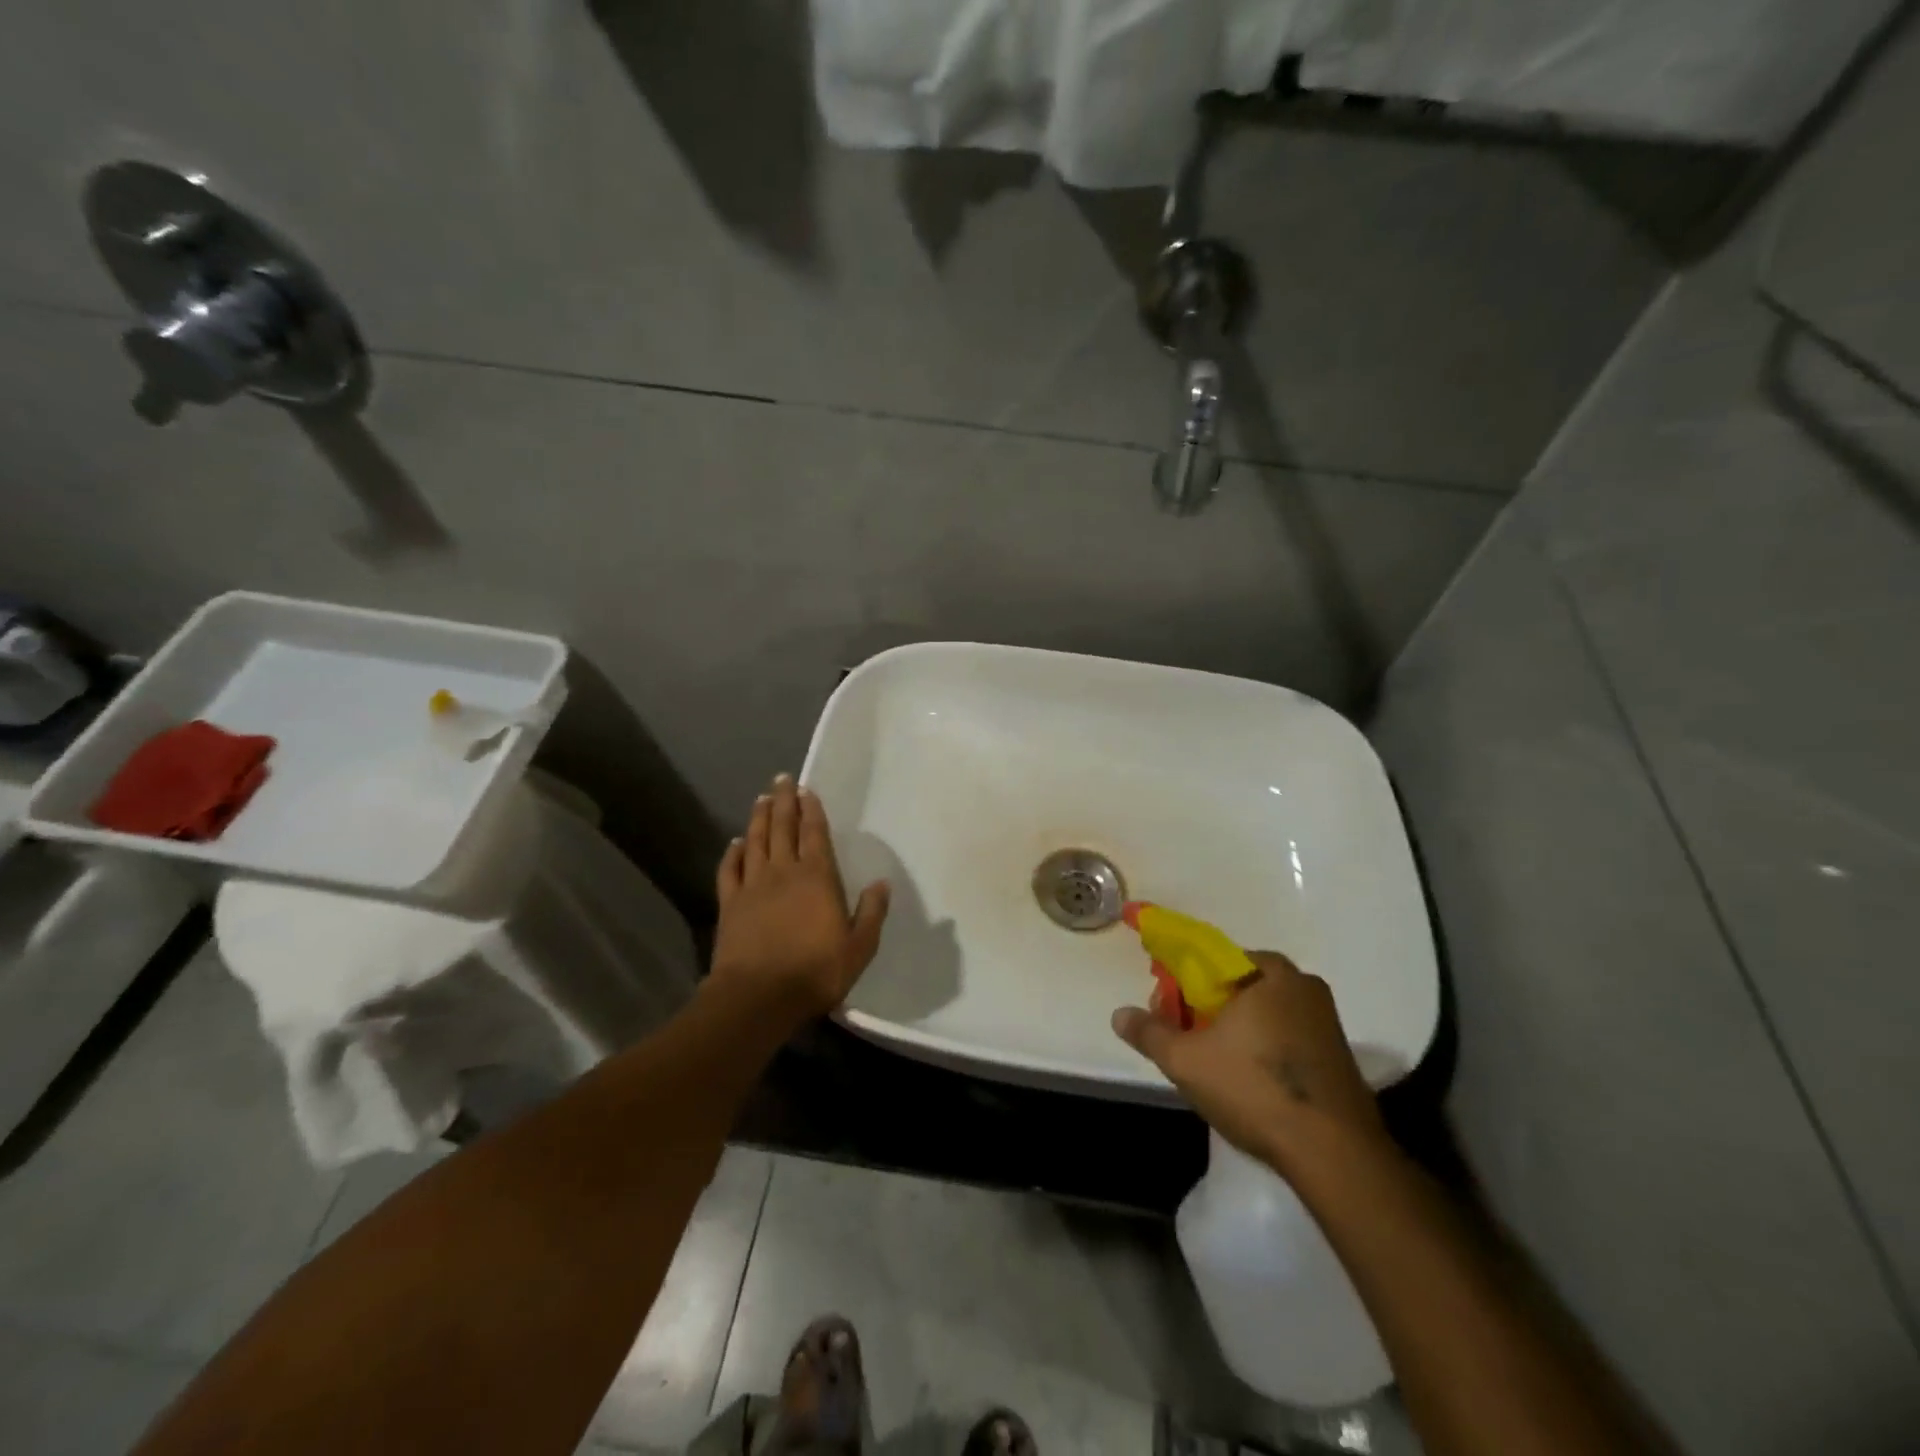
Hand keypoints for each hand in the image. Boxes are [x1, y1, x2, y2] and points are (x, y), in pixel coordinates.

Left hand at [710, 773, 890, 1023]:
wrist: (758, 997)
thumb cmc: (816, 971)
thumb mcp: (859, 947)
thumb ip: (872, 913)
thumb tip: (881, 883)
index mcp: (817, 877)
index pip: (815, 834)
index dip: (811, 810)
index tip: (806, 789)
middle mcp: (784, 872)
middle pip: (782, 827)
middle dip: (783, 801)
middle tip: (781, 779)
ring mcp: (753, 886)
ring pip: (756, 842)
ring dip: (759, 818)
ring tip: (761, 798)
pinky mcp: (730, 904)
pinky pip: (730, 870)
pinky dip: (733, 853)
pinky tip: (735, 843)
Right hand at [1112, 952, 1390, 1176]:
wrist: (1335, 1154)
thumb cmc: (1255, 1088)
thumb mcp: (1186, 1060)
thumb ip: (1150, 1032)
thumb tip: (1119, 1014)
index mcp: (1269, 972)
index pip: (1212, 958)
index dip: (1182, 980)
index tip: (1167, 1009)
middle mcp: (1302, 985)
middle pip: (1238, 985)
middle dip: (1206, 1006)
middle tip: (1185, 1037)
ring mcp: (1326, 1021)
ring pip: (1263, 1012)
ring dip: (1234, 1029)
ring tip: (1211, 1064)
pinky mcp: (1338, 1056)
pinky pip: (1286, 1036)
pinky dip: (1261, 1047)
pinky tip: (1247, 1082)